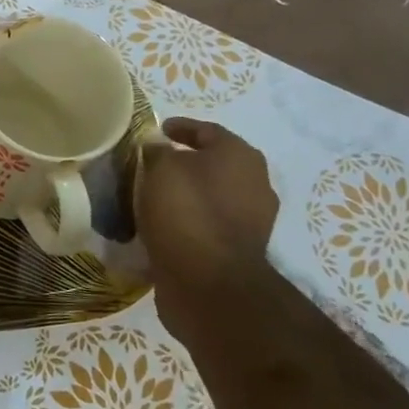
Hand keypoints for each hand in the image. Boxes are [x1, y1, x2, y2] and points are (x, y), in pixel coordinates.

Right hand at [136, 118, 278, 289]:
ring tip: (154, 196)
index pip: (208, 130)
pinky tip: (165, 224)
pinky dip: (189, 220)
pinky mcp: (239, 250)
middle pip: (215, 164)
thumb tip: (158, 148)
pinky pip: (208, 224)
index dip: (181, 127)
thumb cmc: (186, 212)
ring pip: (212, 196)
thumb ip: (157, 152)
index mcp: (241, 156)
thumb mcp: (160, 169)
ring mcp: (252, 220)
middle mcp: (255, 183)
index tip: (158, 129)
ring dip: (188, 193)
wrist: (208, 282)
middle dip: (186, 162)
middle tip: (153, 163)